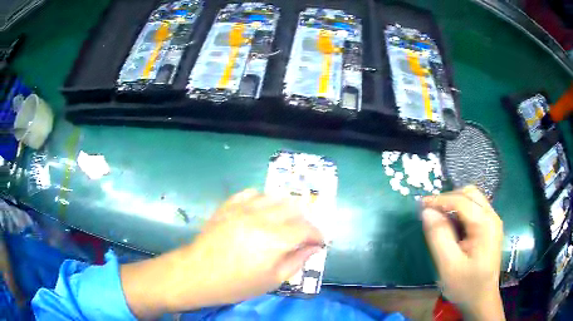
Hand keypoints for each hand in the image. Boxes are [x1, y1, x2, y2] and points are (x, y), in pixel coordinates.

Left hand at [121, 189, 323, 317]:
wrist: (197, 273)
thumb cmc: (236, 284)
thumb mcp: (272, 280)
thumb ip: (296, 261)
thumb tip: (314, 248)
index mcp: (275, 240)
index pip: (307, 229)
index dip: (317, 235)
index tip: (320, 242)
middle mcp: (262, 218)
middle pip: (294, 208)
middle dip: (305, 220)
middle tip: (304, 233)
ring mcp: (243, 208)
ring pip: (274, 197)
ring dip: (286, 208)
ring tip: (286, 221)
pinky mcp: (228, 205)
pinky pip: (251, 193)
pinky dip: (263, 200)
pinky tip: (262, 210)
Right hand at [422, 186, 504, 320]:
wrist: (481, 300)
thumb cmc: (465, 286)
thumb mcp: (448, 265)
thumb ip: (438, 236)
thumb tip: (427, 212)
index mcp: (485, 224)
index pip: (461, 200)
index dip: (439, 200)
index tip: (420, 205)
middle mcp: (492, 217)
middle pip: (470, 194)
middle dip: (448, 199)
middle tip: (431, 212)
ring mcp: (493, 222)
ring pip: (473, 200)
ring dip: (454, 205)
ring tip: (439, 219)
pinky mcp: (490, 229)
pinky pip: (475, 211)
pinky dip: (460, 213)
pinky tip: (452, 228)